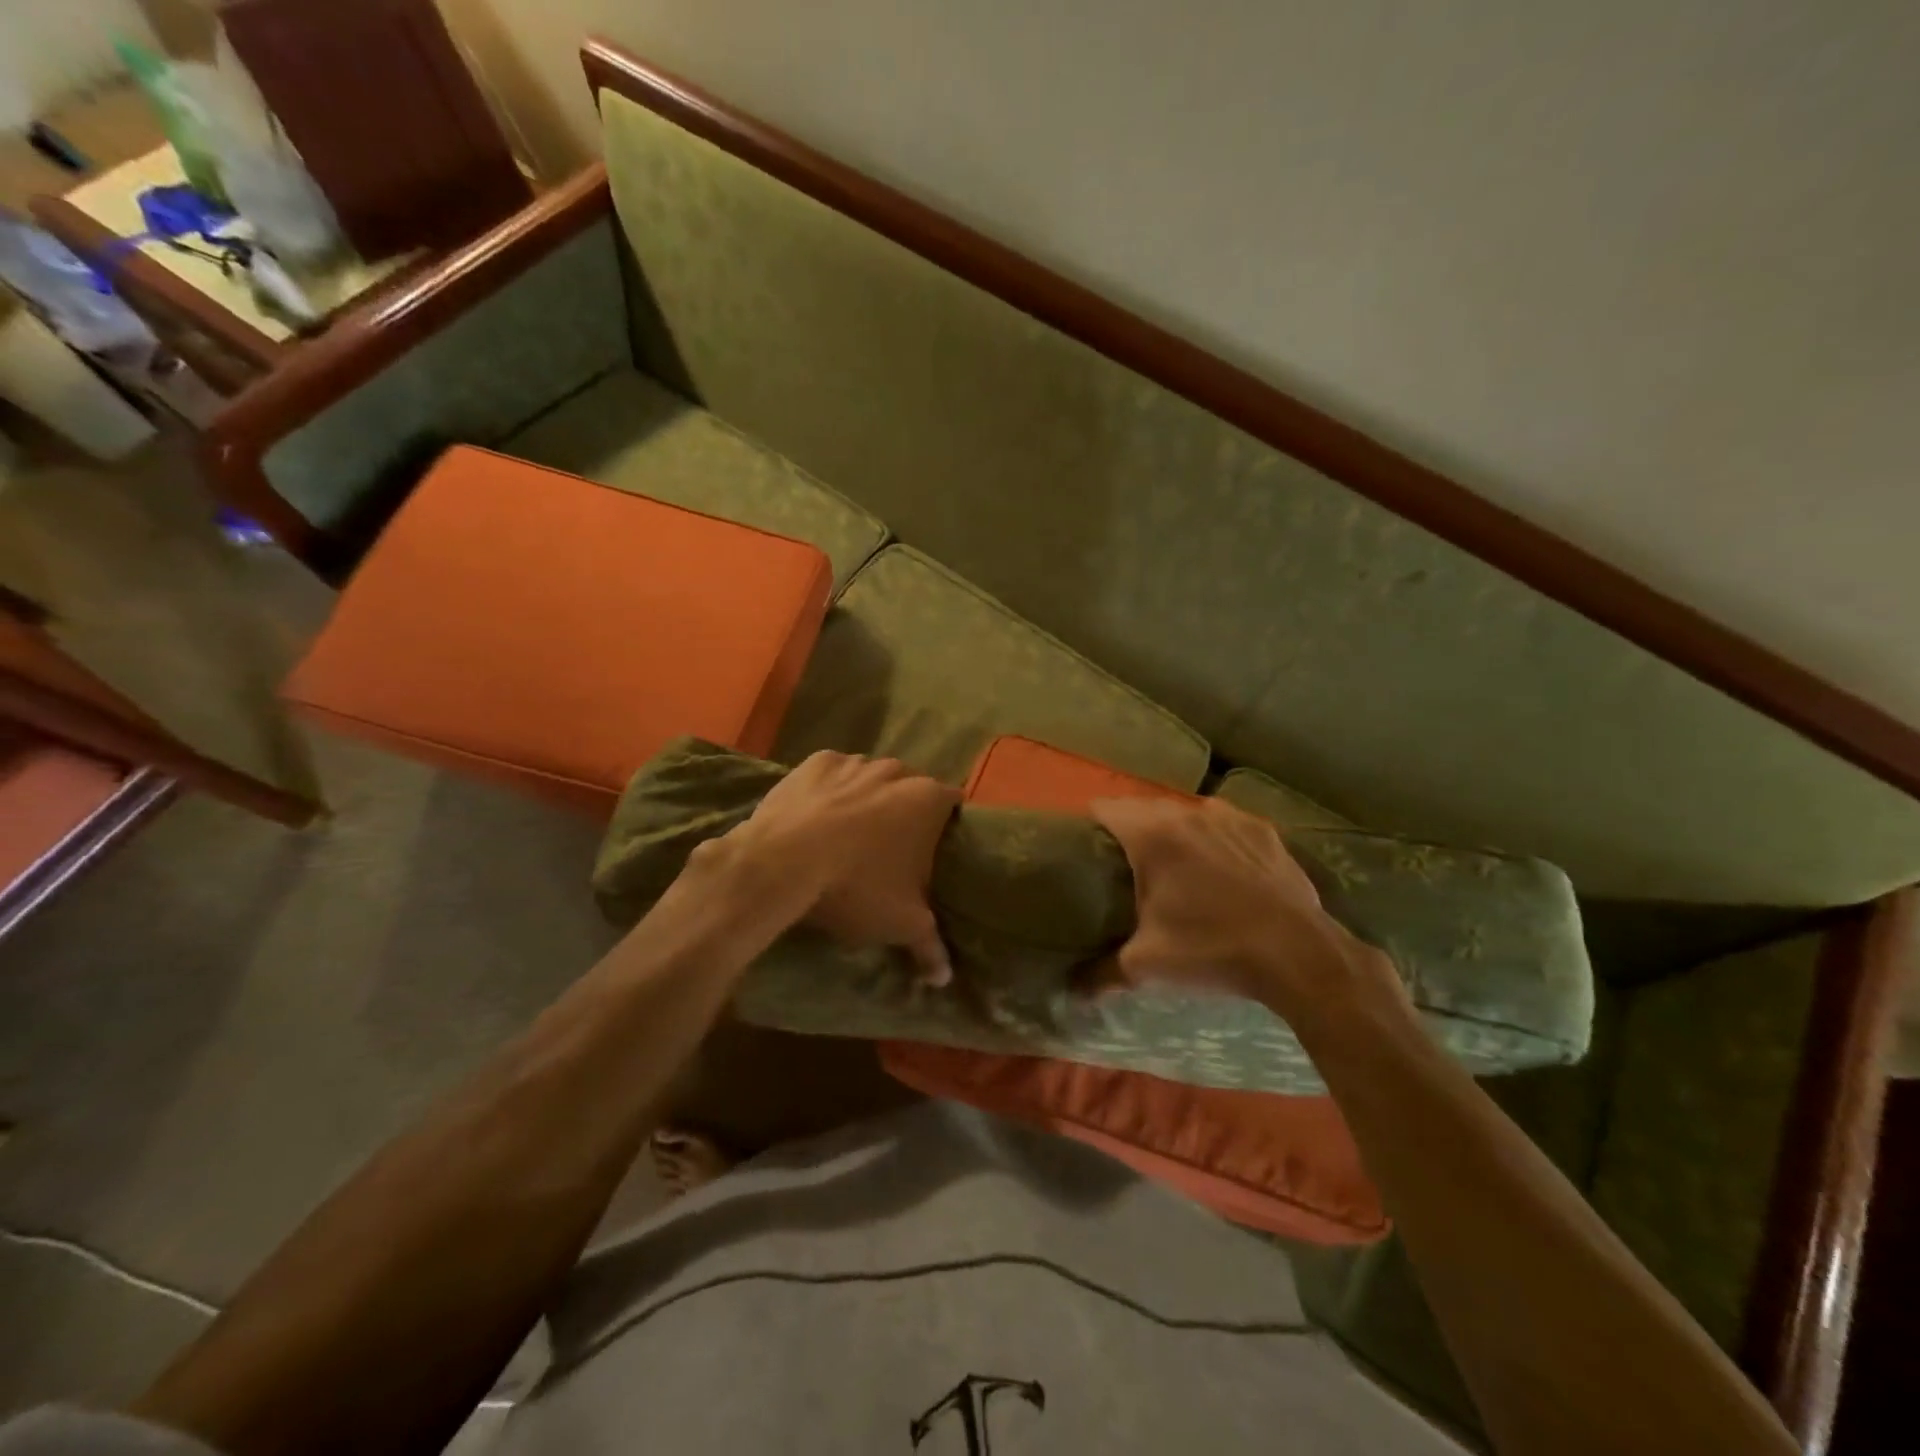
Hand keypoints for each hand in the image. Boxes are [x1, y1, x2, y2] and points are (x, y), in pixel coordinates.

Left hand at [718, 752, 960, 983]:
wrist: (782, 863)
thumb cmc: (855, 887)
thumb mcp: (900, 923)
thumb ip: (931, 946)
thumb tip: (945, 977)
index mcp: (928, 800)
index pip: (953, 804)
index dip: (945, 825)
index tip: (933, 850)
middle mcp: (897, 771)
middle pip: (910, 789)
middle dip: (904, 813)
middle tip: (888, 850)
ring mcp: (855, 762)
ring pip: (870, 779)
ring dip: (866, 800)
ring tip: (847, 836)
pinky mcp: (815, 762)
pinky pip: (832, 775)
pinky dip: (829, 792)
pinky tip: (815, 818)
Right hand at [1090, 797, 1396, 1015]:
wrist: (1298, 955)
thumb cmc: (1211, 950)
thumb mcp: (1146, 966)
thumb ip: (1100, 973)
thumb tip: (1072, 989)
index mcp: (1151, 836)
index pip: (1104, 808)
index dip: (1090, 824)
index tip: (1087, 847)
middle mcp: (1186, 814)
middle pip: (1143, 807)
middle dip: (1129, 829)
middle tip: (1124, 864)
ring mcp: (1228, 817)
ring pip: (1184, 812)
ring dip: (1172, 831)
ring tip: (1173, 864)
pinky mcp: (1261, 829)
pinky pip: (1222, 822)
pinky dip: (1212, 837)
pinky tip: (1219, 866)